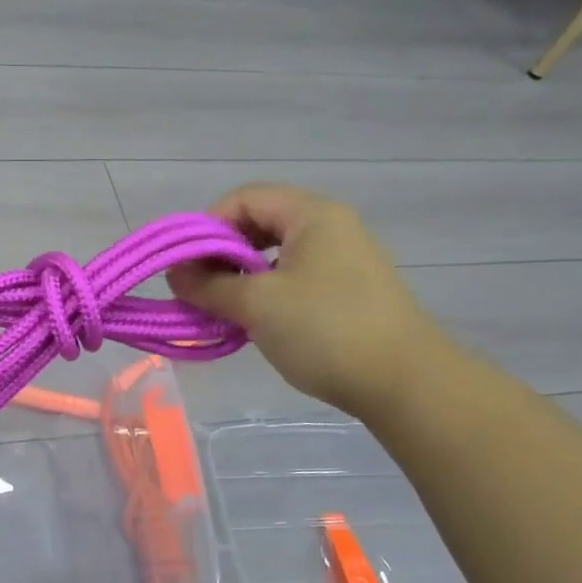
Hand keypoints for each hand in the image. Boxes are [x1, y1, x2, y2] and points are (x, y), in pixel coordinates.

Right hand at [168, 185, 444, 417]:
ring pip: (275, 254)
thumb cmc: (325, 331)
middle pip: (259, 222)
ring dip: (241, 276)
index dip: (207, 226)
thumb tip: (175, 273)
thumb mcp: (256, 305)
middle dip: (221, 252)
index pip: (244, 198)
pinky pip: (294, 277)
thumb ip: (208, 285)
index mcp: (312, 215)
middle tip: (200, 287)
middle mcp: (330, 227)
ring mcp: (344, 260)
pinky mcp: (349, 291)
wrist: (406, 384)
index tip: (187, 265)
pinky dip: (266, 292)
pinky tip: (255, 321)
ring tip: (223, 308)